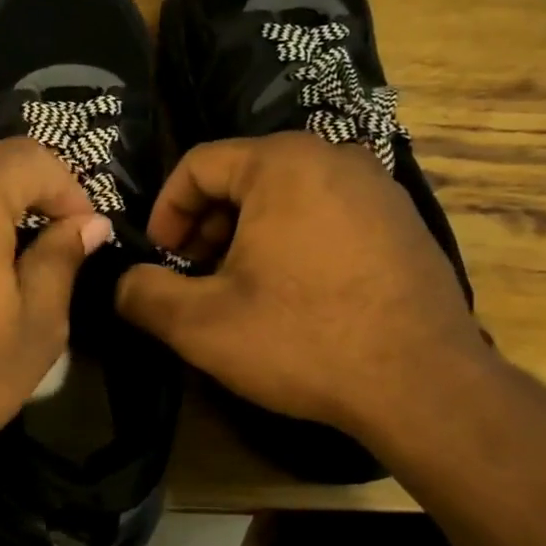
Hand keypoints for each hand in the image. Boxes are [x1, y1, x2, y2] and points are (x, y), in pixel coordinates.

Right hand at [115, 133, 483, 437]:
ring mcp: (378, 189)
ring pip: (285, 198)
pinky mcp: (403, 224)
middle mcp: (335, 158)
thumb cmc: (303, 339)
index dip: (165, 212)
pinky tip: (293, 298)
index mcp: (283, 163)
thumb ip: (142, 294)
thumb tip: (122, 283)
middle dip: (206, 227)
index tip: (160, 260)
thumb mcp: (200, 323)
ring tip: (240, 292)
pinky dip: (292, 244)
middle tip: (196, 279)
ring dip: (246, 238)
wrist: (424, 387)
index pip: (198, 165)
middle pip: (242, 178)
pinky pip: (326, 216)